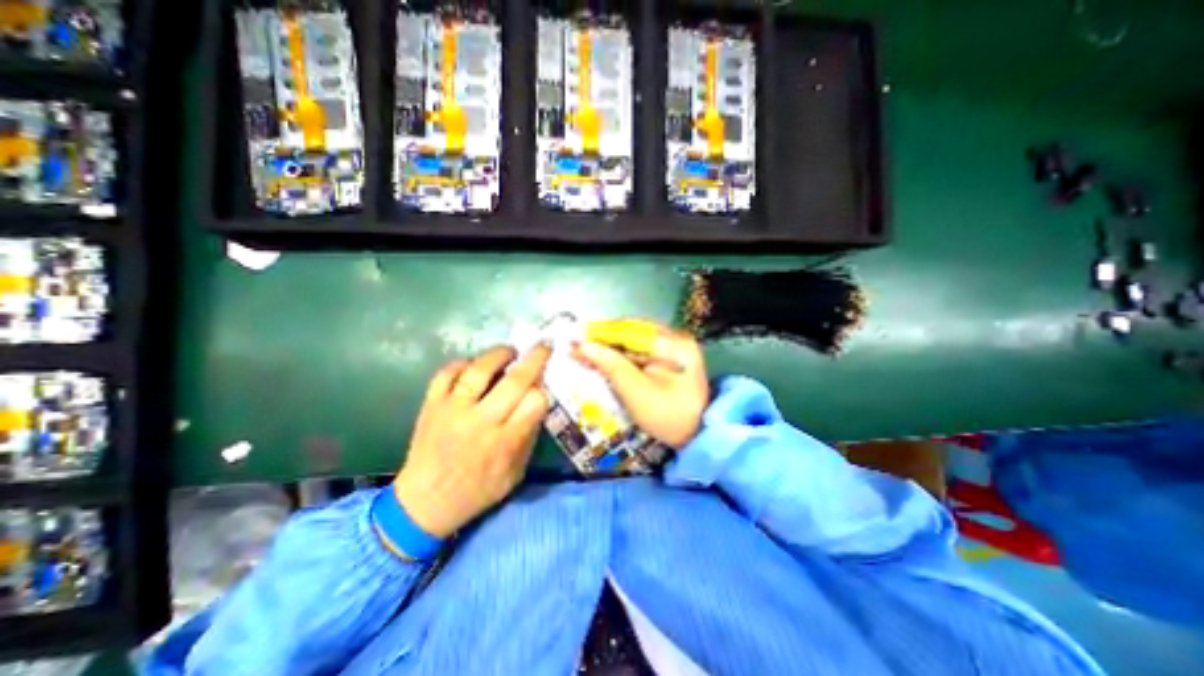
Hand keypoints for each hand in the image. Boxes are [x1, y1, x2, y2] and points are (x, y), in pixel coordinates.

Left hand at [393, 343, 551, 538]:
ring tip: (510, 351)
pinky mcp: (431, 405)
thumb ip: (529, 436)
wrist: (424, 503)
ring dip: (499, 354)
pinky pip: (446, 373)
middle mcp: (481, 422)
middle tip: (544, 345)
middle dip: (535, 358)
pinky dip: (462, 363)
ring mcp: (453, 410)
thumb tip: (538, 401)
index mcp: (505, 442)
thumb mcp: (515, 473)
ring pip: (479, 370)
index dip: (543, 390)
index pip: (535, 402)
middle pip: (514, 380)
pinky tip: (473, 364)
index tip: (543, 386)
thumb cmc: (478, 491)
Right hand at [574, 320, 707, 449]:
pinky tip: (606, 359)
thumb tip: (584, 346)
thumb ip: (611, 365)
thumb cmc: (668, 417)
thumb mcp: (636, 392)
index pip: (630, 329)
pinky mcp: (671, 357)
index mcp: (674, 343)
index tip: (576, 338)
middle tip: (579, 347)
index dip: (601, 333)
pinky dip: (623, 354)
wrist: (697, 436)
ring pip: (635, 340)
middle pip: (633, 331)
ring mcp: (676, 347)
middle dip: (605, 340)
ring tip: (588, 352)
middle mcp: (677, 337)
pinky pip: (642, 350)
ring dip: (612, 347)